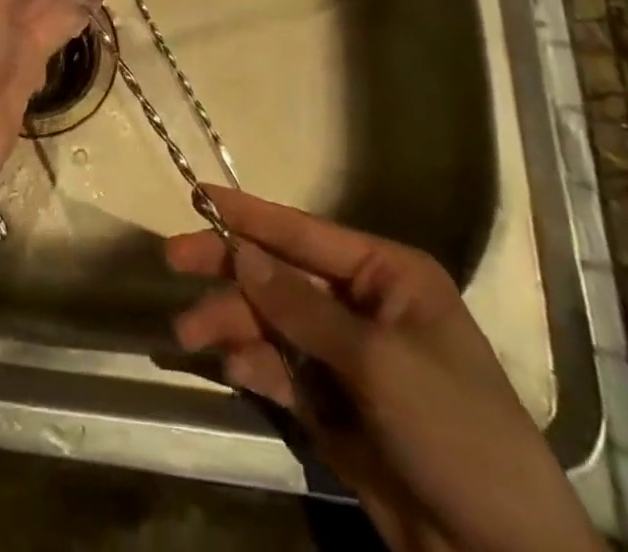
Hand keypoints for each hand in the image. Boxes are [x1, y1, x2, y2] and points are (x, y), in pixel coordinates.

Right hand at [166, 187, 600, 551]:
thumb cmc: (454, 431)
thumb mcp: (377, 362)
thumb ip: (302, 308)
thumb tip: (241, 253)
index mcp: (388, 274)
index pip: (305, 233)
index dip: (250, 215)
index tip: (198, 196)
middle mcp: (363, 304)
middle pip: (283, 275)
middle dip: (231, 271)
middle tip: (174, 261)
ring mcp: (347, 355)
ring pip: (275, 321)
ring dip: (233, 323)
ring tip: (188, 335)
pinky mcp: (334, 404)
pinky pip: (282, 367)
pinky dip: (254, 363)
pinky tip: (228, 364)